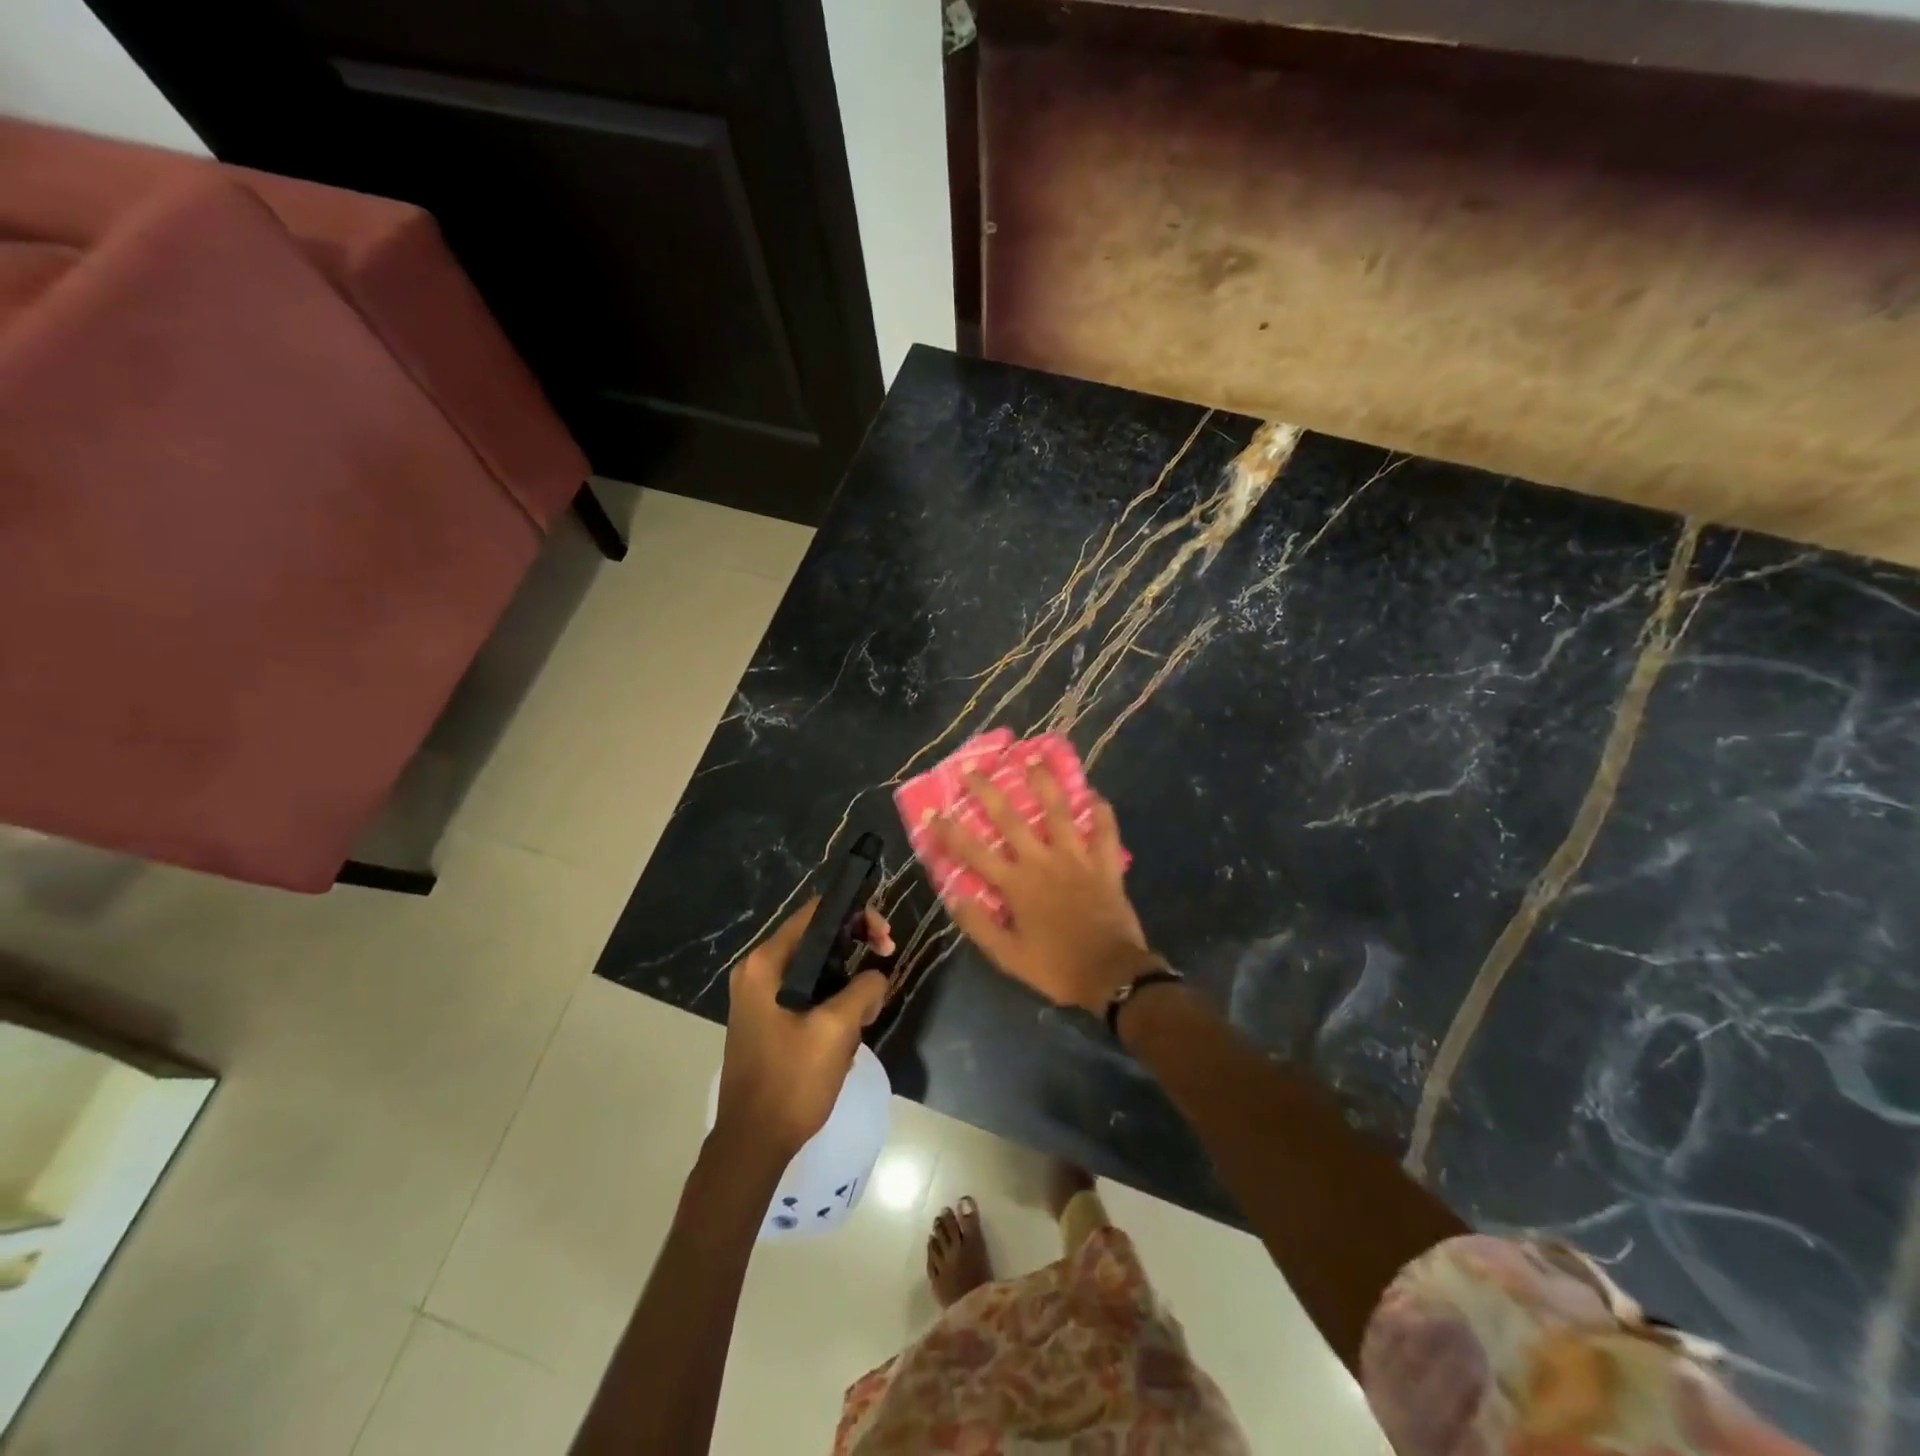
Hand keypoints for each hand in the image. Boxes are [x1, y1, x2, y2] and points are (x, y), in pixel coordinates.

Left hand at [715, 898, 893, 1157]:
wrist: (752, 1144)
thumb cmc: (791, 1081)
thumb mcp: (836, 1030)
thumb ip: (863, 988)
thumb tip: (876, 976)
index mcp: (766, 963)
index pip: (816, 914)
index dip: (855, 915)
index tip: (884, 938)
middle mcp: (757, 971)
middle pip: (817, 938)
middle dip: (856, 947)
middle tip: (886, 959)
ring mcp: (759, 996)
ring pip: (816, 968)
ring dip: (847, 979)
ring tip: (869, 1006)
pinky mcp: (767, 1019)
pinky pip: (807, 992)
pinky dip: (832, 999)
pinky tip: (850, 1026)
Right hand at [930, 765, 1159, 1014]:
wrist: (1111, 975)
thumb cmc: (1056, 967)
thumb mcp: (1008, 957)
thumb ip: (979, 924)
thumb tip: (952, 895)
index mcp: (1017, 884)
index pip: (974, 852)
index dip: (950, 832)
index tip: (932, 812)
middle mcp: (1043, 861)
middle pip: (1011, 819)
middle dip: (988, 791)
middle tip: (973, 768)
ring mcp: (1077, 858)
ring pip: (1059, 811)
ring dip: (1045, 783)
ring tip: (1035, 758)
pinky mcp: (1105, 864)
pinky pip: (1105, 831)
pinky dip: (1102, 812)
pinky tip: (1094, 793)